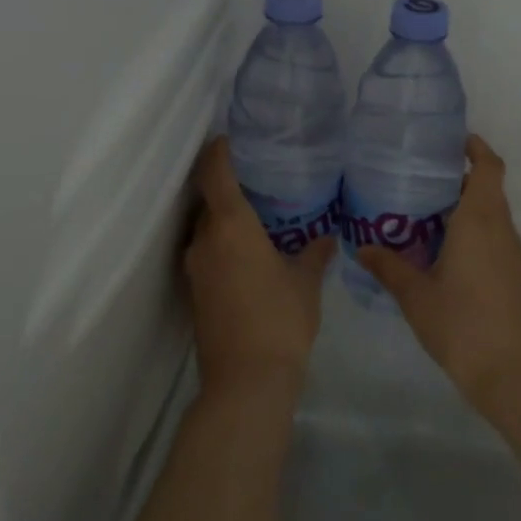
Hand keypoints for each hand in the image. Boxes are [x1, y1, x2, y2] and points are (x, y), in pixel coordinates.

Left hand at [183, 137, 333, 400]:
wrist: (246, 382)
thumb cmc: (280, 320)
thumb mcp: (306, 283)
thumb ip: (314, 253)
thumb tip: (325, 236)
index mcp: (231, 226)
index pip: (215, 173)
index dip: (218, 151)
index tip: (227, 138)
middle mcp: (204, 240)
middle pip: (209, 200)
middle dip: (227, 186)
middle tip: (258, 178)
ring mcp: (195, 268)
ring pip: (207, 229)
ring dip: (225, 218)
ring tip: (258, 215)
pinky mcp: (195, 292)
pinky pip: (207, 252)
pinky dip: (223, 243)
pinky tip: (249, 252)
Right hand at [356, 136, 520, 415]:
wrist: (508, 370)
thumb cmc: (461, 321)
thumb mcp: (415, 294)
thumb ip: (388, 266)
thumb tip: (362, 247)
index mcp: (479, 219)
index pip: (488, 167)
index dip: (475, 147)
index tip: (451, 140)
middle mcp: (499, 227)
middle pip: (487, 186)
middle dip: (459, 175)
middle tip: (419, 175)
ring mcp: (508, 251)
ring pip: (490, 212)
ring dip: (464, 203)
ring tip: (422, 207)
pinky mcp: (510, 272)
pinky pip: (491, 234)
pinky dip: (470, 227)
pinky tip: (440, 246)